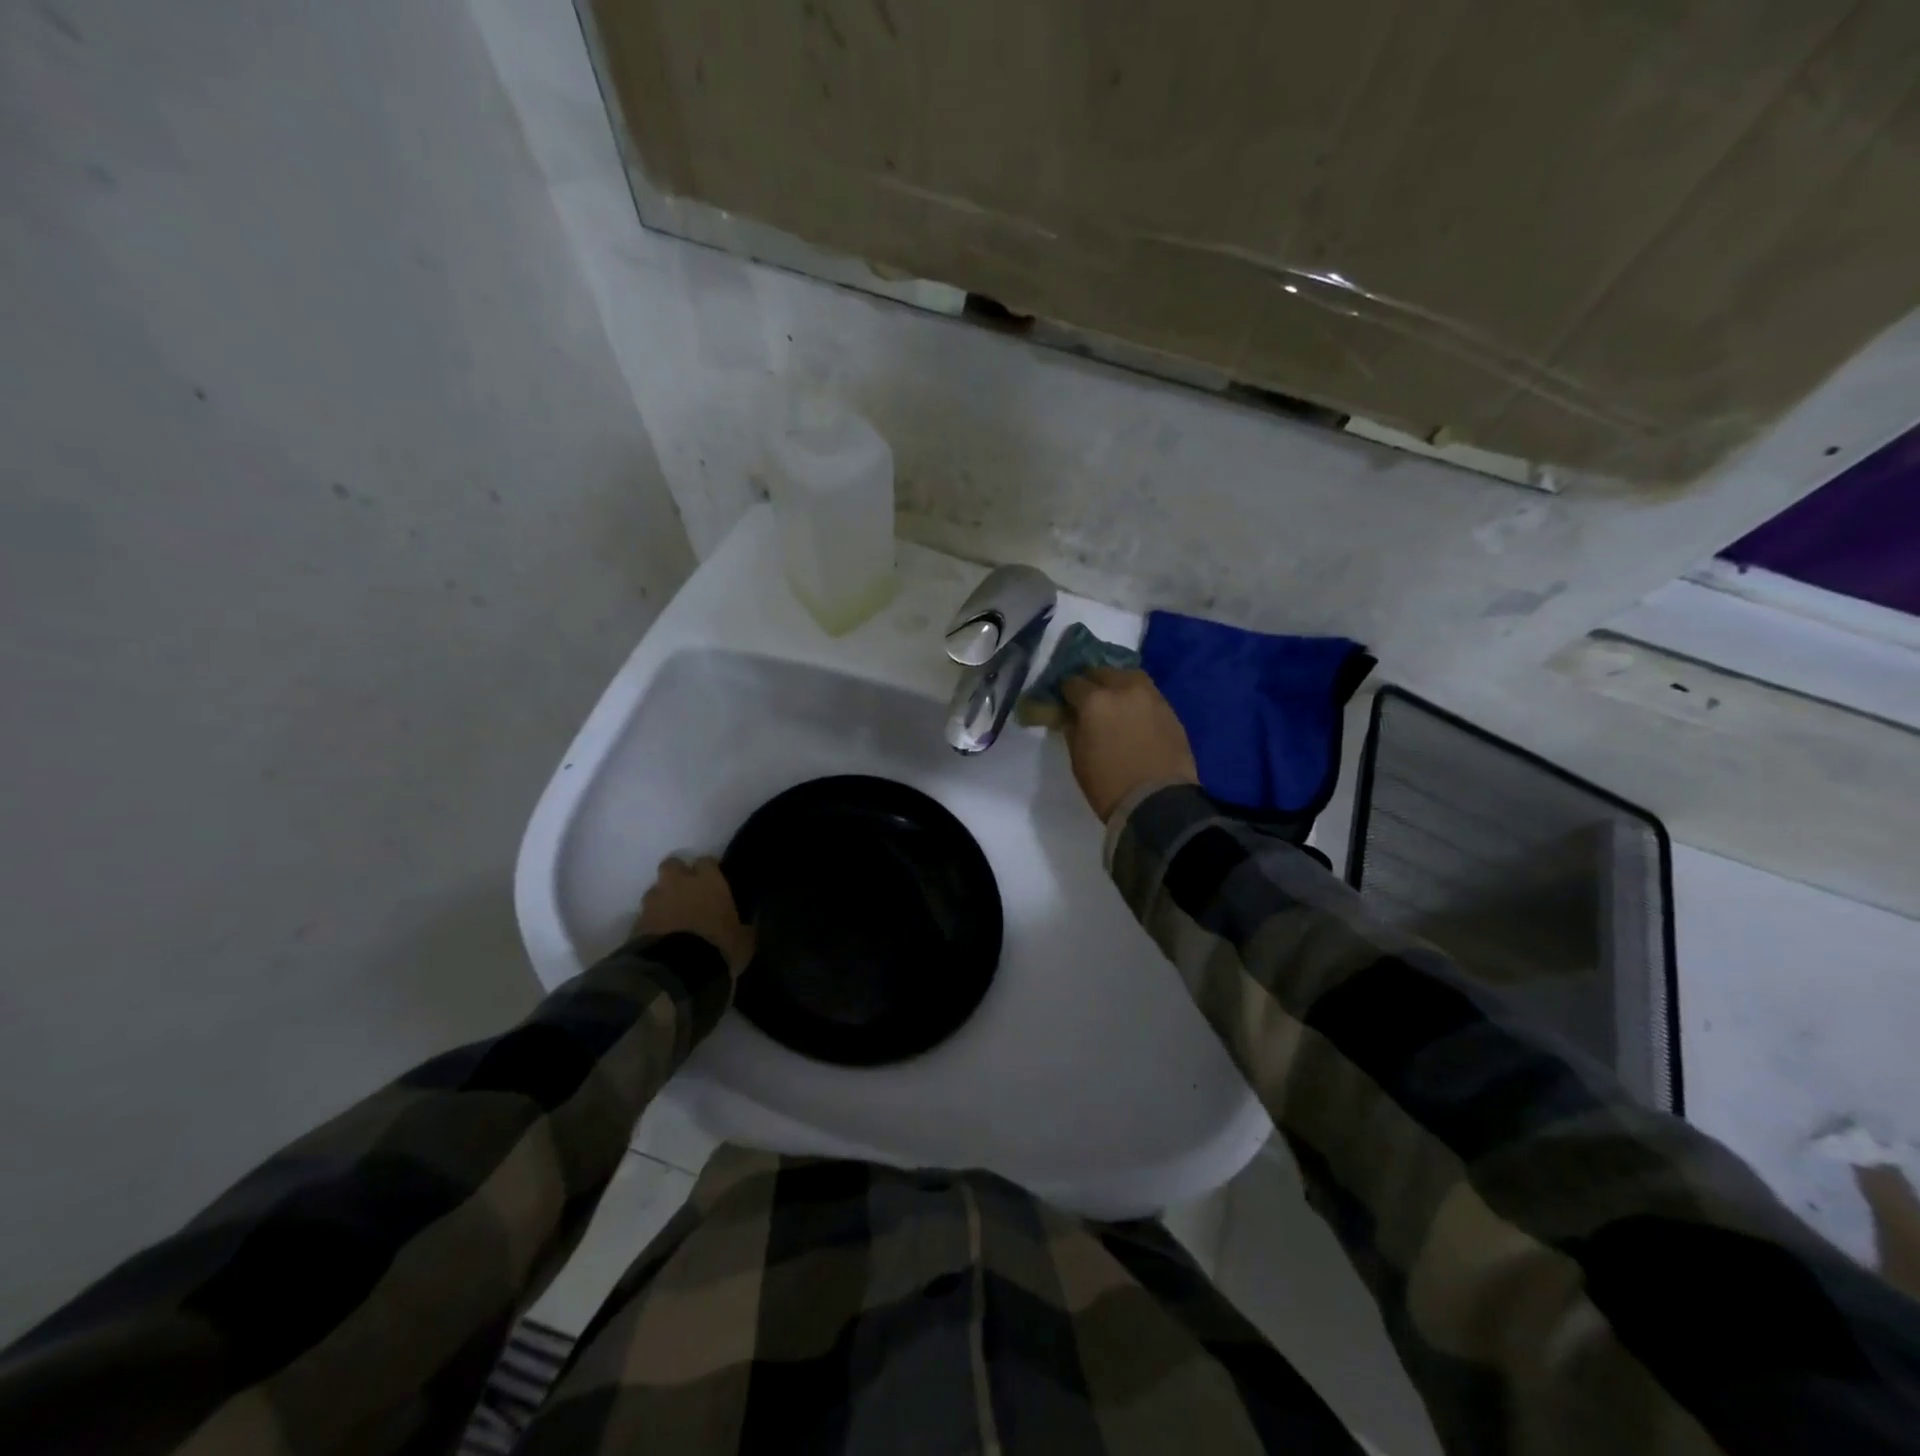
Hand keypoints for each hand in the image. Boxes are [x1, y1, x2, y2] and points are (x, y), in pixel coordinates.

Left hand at [634, 856, 754, 980]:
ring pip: (654, 890)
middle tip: (686, 892)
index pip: (706, 862)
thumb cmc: (718, 949)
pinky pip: (644, 916)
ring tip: (669, 918)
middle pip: (672, 865)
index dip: (708, 871)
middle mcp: (679, 884)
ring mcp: (654, 902)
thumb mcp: (743, 942)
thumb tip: (745, 929)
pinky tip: (659, 938)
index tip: (713, 883)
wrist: (676, 972)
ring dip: (661, 900)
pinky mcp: (635, 923)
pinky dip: (650, 923)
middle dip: (677, 875)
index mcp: (709, 882)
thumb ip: (742, 929)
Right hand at [1061, 667, 1198, 822]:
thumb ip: (1073, 728)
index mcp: (1095, 701)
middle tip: (1087, 699)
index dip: (1065, 692)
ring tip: (1113, 700)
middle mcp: (1123, 689)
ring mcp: (1150, 696)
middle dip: (1091, 683)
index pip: (1072, 683)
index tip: (1064, 701)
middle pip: (1102, 672)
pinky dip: (1137, 697)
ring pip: (1129, 676)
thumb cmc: (1108, 785)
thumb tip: (1072, 715)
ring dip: (1117, 684)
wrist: (1158, 802)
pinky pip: (1148, 693)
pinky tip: (1134, 713)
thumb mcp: (1078, 758)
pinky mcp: (1170, 709)